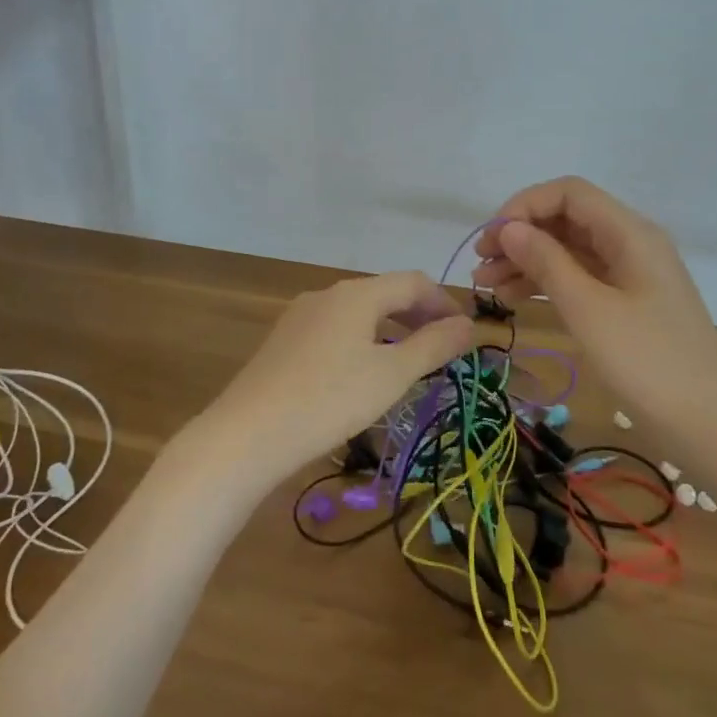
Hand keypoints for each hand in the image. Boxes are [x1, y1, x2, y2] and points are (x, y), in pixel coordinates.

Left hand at [195, 272, 475, 486]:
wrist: (248, 434)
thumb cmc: (330, 400)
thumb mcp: (392, 374)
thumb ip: (434, 345)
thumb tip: (469, 324)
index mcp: (356, 293)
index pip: (414, 282)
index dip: (445, 303)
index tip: (465, 335)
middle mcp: (327, 294)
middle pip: (385, 293)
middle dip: (419, 317)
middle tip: (442, 351)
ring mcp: (301, 316)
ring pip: (359, 312)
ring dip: (391, 330)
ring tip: (408, 364)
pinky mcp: (284, 341)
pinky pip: (336, 329)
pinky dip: (363, 341)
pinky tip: (363, 374)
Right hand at [472, 177, 716, 422]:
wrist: (710, 426)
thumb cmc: (647, 362)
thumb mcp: (588, 309)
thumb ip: (546, 262)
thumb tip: (509, 228)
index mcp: (630, 233)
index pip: (569, 193)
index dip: (524, 207)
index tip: (491, 240)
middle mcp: (631, 243)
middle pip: (567, 220)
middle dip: (521, 236)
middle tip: (480, 265)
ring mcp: (631, 275)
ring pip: (570, 250)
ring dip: (528, 261)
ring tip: (487, 286)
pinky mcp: (628, 304)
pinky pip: (580, 278)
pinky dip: (547, 283)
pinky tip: (516, 298)